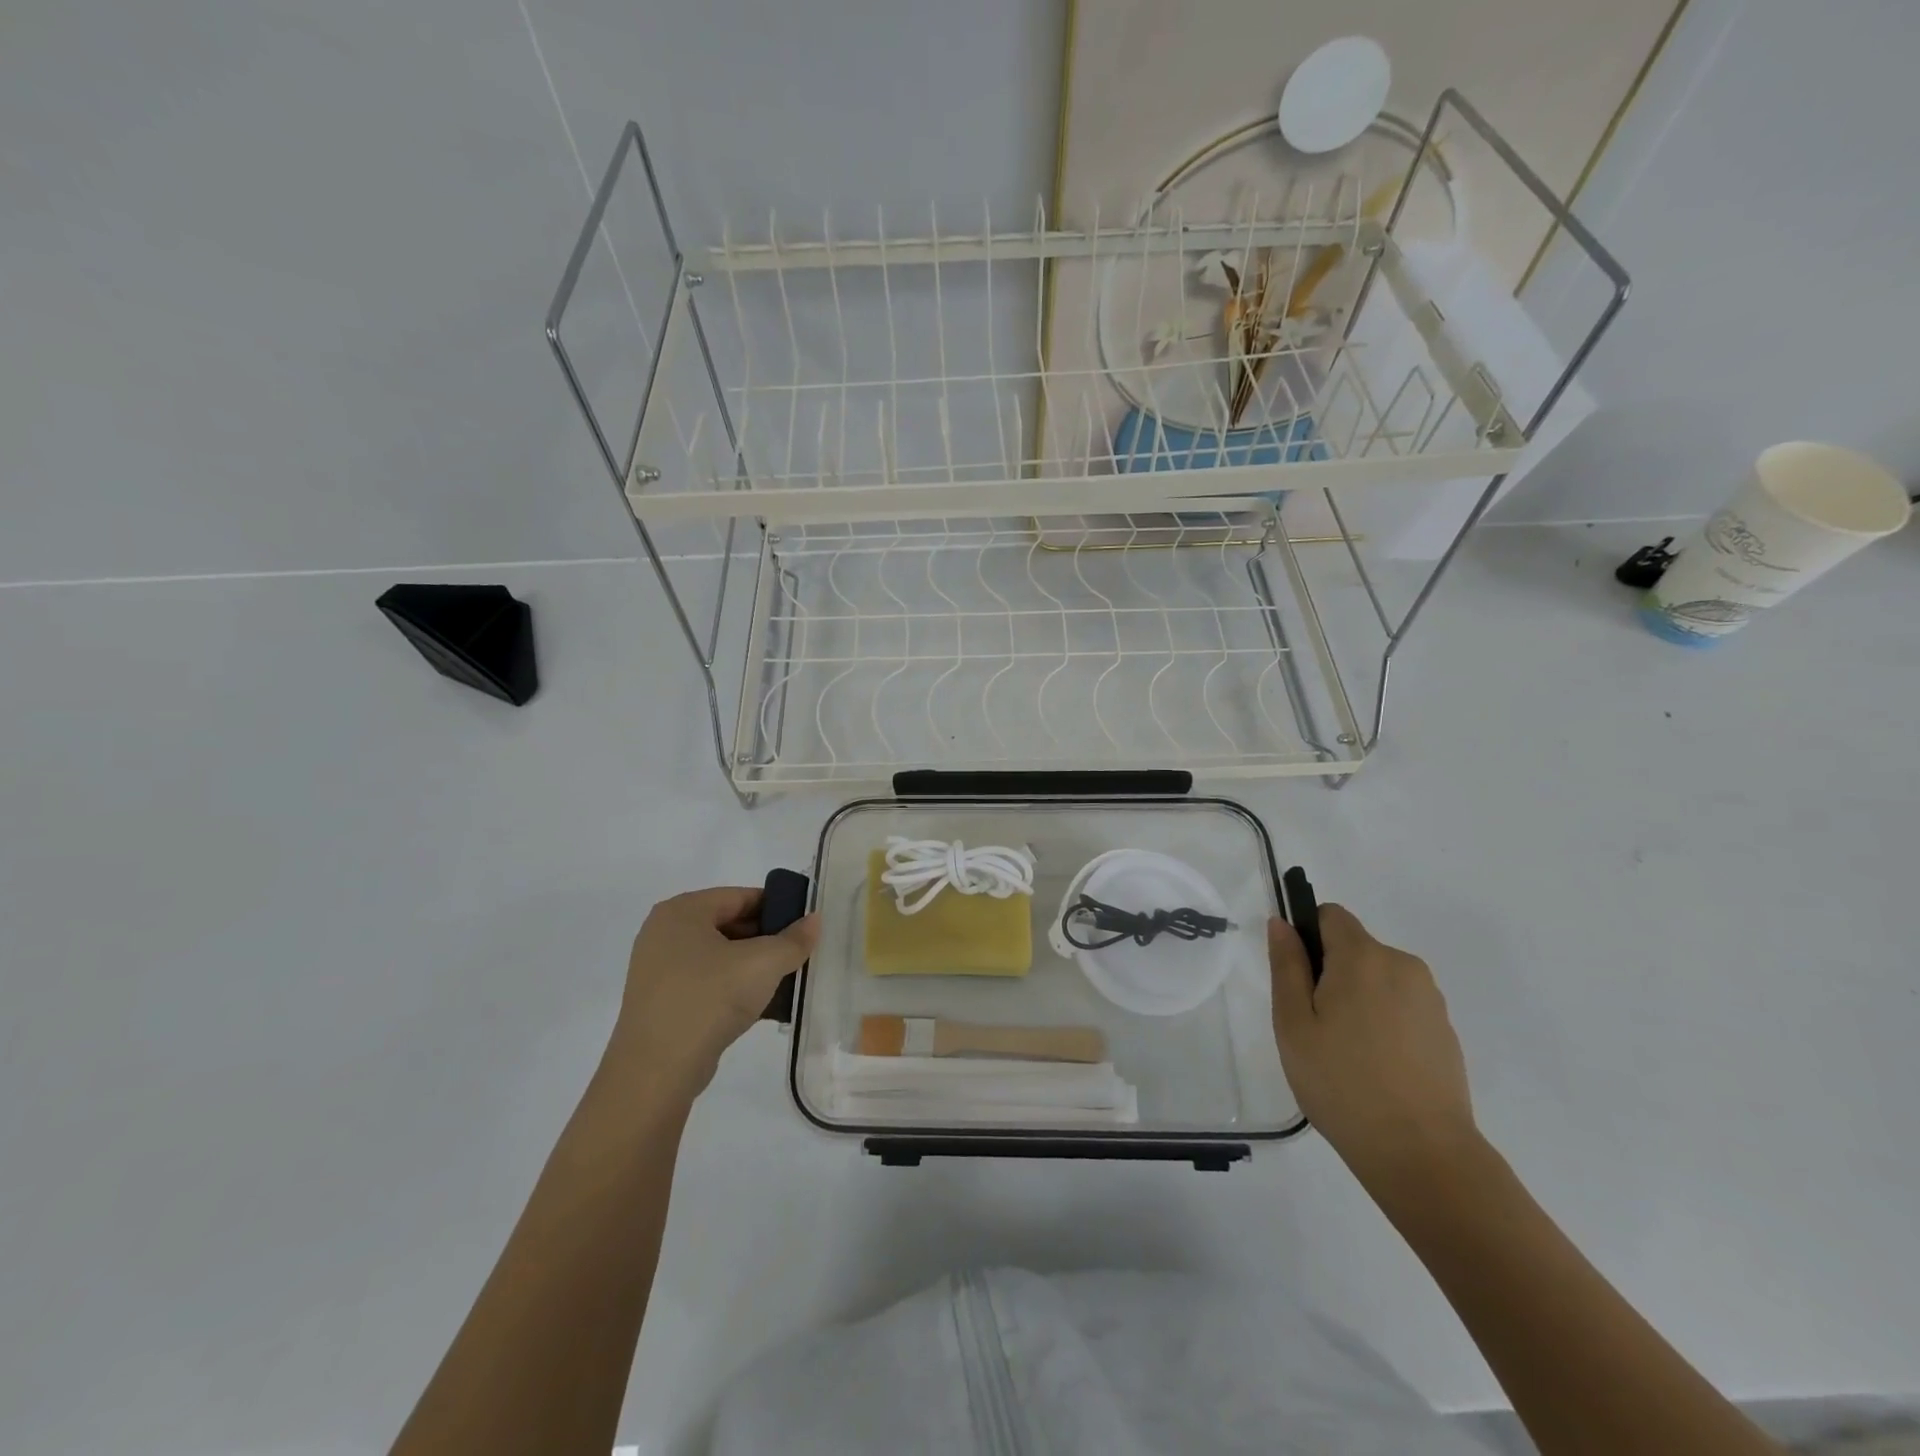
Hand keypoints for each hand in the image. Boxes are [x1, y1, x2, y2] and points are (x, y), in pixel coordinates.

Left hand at [608, 886, 818, 1099]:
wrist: (657, 1071)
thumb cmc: (709, 999)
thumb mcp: (763, 963)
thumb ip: (794, 939)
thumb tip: (814, 920)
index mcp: (682, 911)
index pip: (740, 896)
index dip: (777, 907)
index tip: (805, 926)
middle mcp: (664, 932)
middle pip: (729, 924)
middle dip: (766, 939)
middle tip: (799, 954)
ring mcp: (658, 969)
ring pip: (719, 956)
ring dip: (752, 966)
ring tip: (786, 980)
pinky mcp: (662, 1001)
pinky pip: (707, 982)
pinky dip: (733, 987)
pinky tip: (761, 1004)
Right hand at [1269, 904, 1477, 1187]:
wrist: (1422, 1154)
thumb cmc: (1342, 1083)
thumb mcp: (1293, 1023)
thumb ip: (1286, 965)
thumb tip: (1282, 923)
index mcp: (1363, 957)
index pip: (1330, 915)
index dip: (1307, 936)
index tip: (1297, 979)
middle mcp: (1402, 965)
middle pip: (1354, 948)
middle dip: (1330, 972)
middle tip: (1314, 1026)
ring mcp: (1430, 999)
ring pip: (1378, 978)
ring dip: (1357, 998)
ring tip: (1345, 1051)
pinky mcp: (1446, 1030)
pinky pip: (1401, 1006)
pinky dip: (1383, 1022)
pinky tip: (1375, 1066)